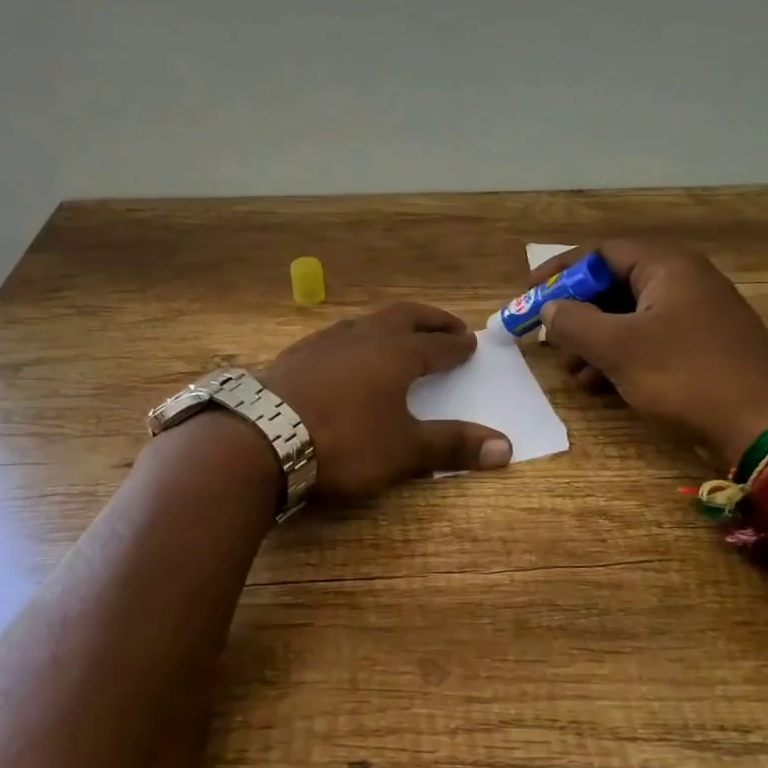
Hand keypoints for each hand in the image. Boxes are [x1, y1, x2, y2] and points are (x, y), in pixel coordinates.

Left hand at [259, 303, 511, 497]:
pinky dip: (355, 338)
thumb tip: (507, 447)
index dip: (456, 346)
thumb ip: (452, 446)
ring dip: (391, 325)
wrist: (261, 437)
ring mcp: (324, 342)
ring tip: (399, 334)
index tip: (471, 343)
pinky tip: (345, 355)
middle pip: (404, 317)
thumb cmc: (344, 442)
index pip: (436, 345)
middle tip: (449, 325)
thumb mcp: (404, 449)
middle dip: (430, 320)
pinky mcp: (295, 355)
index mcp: (396, 354)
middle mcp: (363, 337)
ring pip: (367, 322)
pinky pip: (336, 336)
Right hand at [527, 241, 767, 465]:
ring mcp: (696, 313)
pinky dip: (621, 356)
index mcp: (666, 266)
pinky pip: (649, 338)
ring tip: (573, 373)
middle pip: (613, 284)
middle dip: (577, 313)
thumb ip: (574, 323)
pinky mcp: (703, 344)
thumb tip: (550, 308)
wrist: (764, 422)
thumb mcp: (618, 348)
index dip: (560, 272)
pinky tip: (602, 385)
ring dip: (595, 341)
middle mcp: (683, 280)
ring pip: (629, 316)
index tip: (529, 295)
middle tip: (549, 338)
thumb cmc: (685, 374)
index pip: (600, 252)